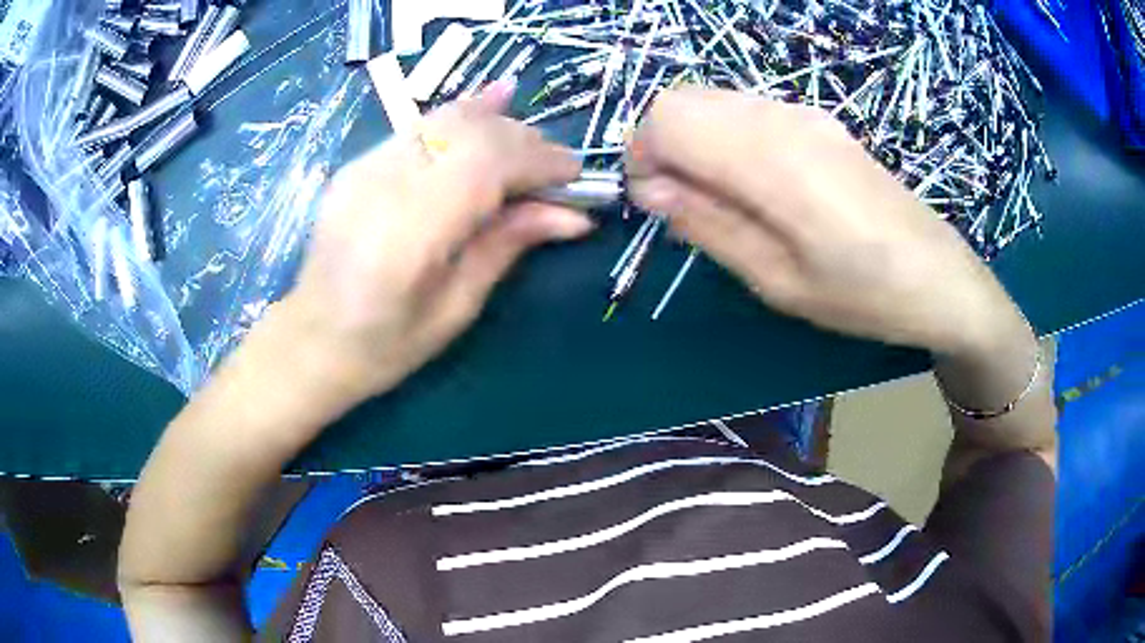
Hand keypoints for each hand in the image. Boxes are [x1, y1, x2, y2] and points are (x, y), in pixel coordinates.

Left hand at [277, 82, 592, 406]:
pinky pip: (420, 124)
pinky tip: (492, 107)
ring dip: (498, 125)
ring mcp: (364, 166)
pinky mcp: (358, 163)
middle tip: (556, 169)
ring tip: (530, 145)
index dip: (539, 160)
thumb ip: (507, 246)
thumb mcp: (456, 308)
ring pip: (445, 118)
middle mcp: (383, 184)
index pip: (486, 164)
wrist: (310, 341)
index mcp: (407, 233)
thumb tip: (573, 216)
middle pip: (469, 132)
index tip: (576, 176)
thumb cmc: (385, 346)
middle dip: (524, 141)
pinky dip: (462, 116)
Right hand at [626, 87, 1028, 355]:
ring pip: (712, 100)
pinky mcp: (817, 119)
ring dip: (693, 141)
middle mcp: (782, 117)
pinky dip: (724, 137)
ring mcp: (803, 112)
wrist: (941, 277)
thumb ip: (709, 226)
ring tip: (719, 199)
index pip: (668, 119)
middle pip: (682, 100)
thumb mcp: (778, 282)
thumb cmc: (864, 295)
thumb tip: (652, 190)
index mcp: (772, 160)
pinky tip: (753, 185)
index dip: (643, 157)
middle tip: (683, 204)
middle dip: (662, 146)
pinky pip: (745, 110)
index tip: (656, 205)